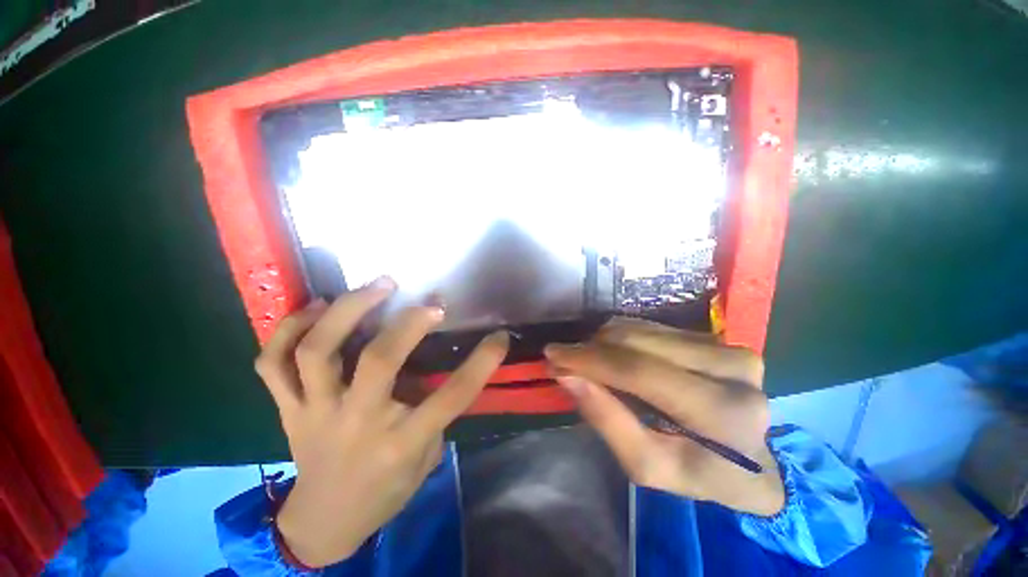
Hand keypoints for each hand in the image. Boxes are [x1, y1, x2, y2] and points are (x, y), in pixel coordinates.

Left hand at [254, 278, 508, 566]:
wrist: (324, 522)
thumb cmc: (386, 491)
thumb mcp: (425, 458)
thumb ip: (433, 411)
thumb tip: (435, 361)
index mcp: (400, 443)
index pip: (451, 397)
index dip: (482, 362)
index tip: (499, 336)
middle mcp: (356, 422)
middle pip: (379, 361)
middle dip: (409, 323)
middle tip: (430, 302)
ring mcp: (314, 413)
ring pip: (318, 351)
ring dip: (347, 310)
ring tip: (374, 287)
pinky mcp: (287, 409)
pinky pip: (273, 363)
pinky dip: (289, 329)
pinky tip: (316, 308)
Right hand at [545, 318, 784, 516]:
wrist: (752, 462)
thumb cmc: (701, 473)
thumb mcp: (649, 467)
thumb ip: (608, 421)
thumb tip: (567, 376)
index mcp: (723, 413)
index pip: (641, 371)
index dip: (590, 360)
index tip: (553, 354)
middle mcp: (732, 369)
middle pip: (639, 342)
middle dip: (592, 348)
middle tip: (564, 359)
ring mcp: (727, 346)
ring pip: (643, 329)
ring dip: (604, 342)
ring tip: (587, 360)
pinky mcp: (715, 337)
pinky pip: (652, 326)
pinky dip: (623, 337)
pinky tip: (612, 354)